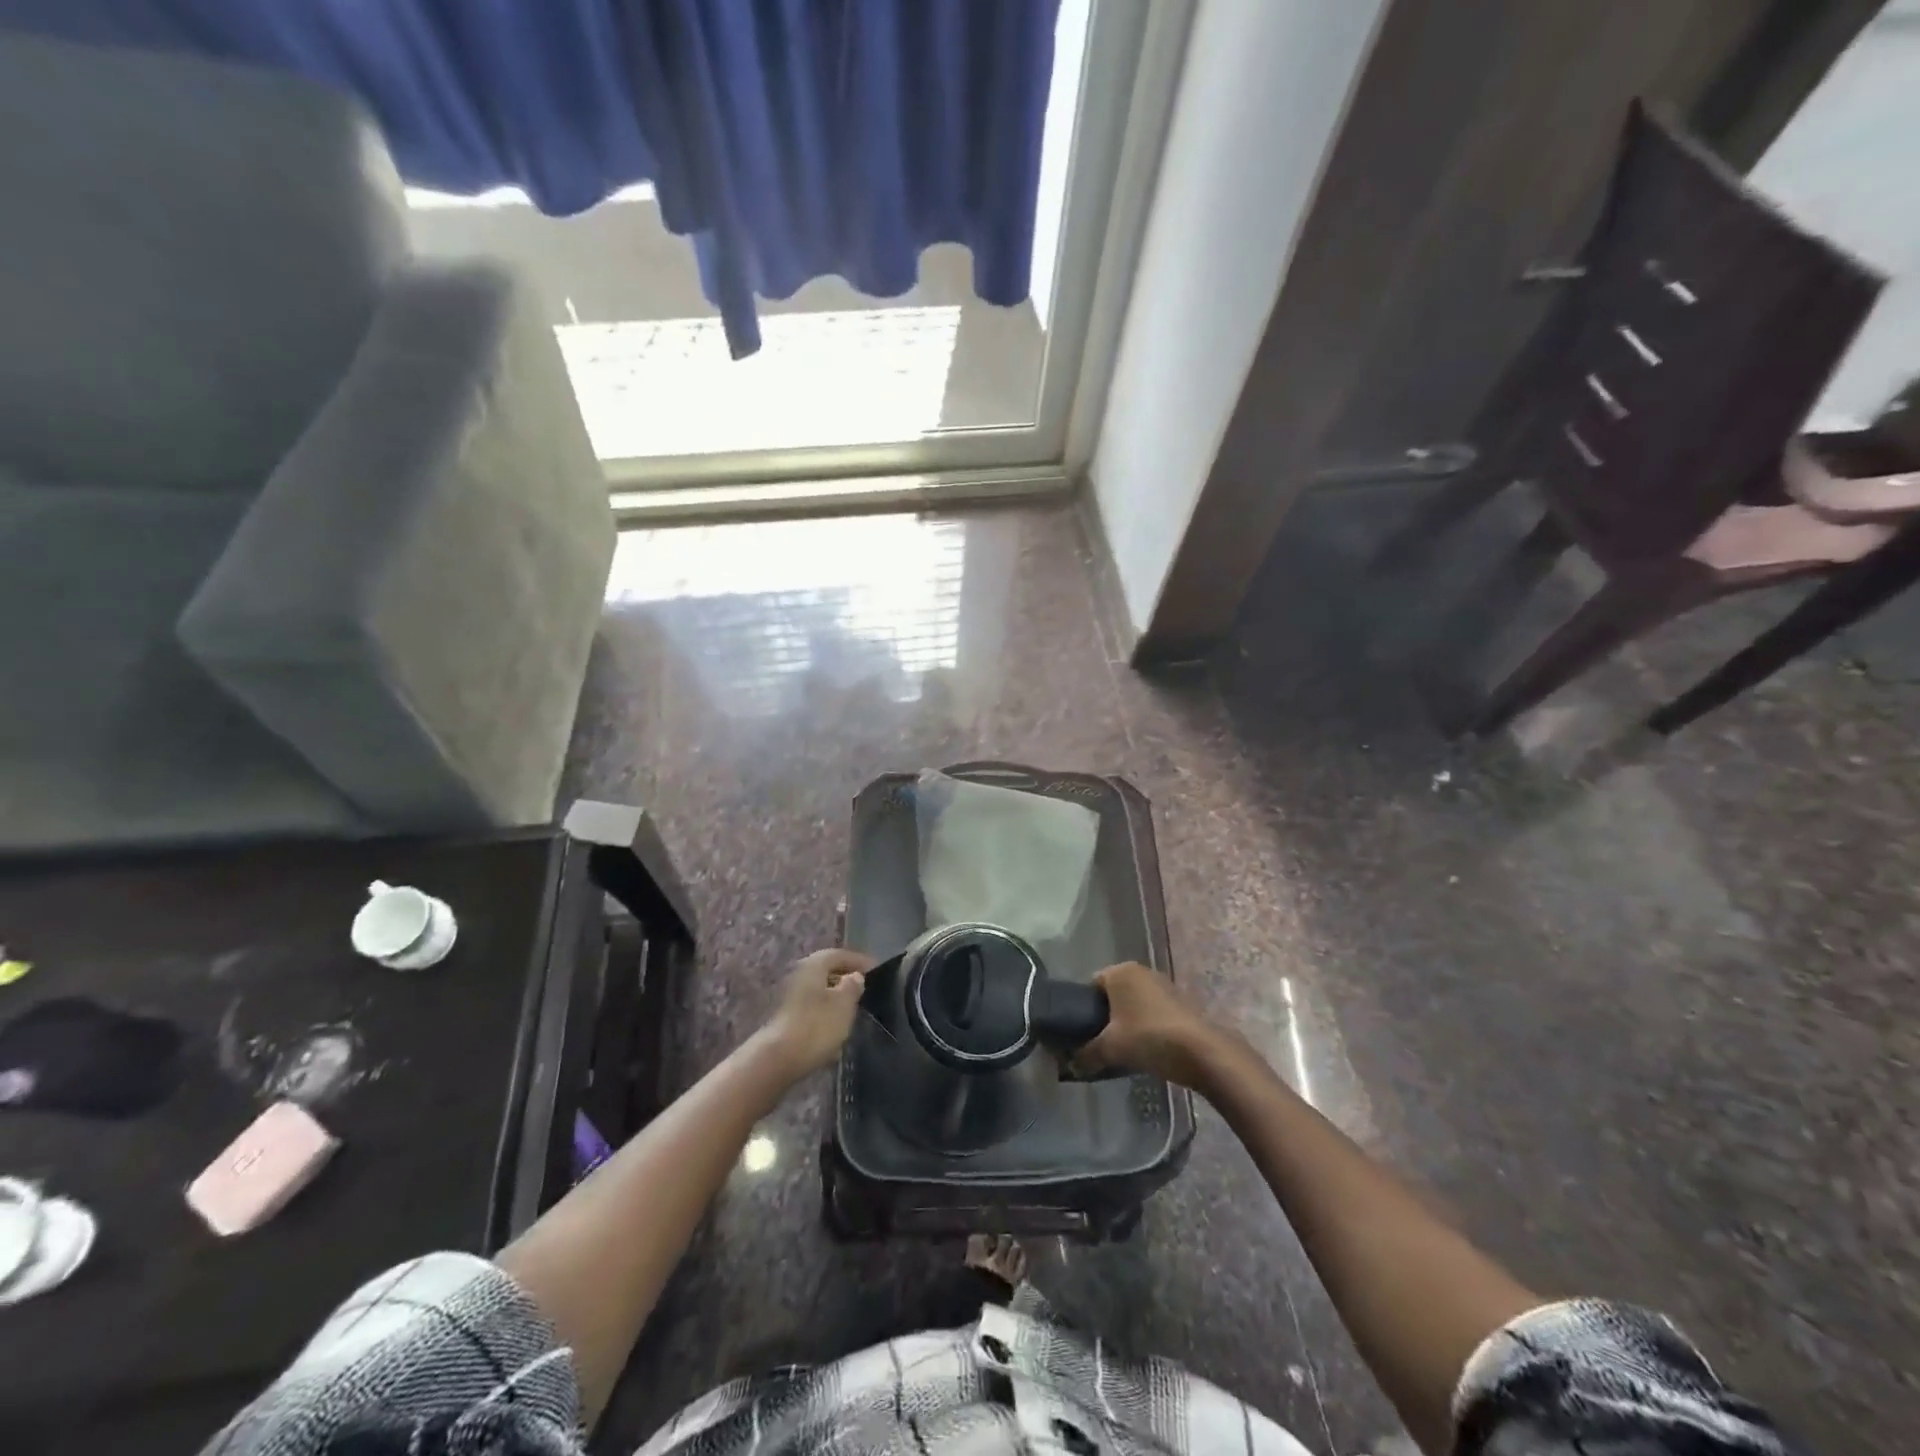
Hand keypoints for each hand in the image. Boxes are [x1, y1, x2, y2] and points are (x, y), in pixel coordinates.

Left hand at [762, 949, 872, 1079]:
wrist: (778, 1060)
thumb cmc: (816, 1026)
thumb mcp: (844, 1004)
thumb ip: (853, 986)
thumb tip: (854, 977)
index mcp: (813, 965)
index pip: (839, 954)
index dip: (859, 961)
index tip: (875, 970)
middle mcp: (798, 975)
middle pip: (827, 972)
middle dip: (846, 979)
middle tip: (865, 989)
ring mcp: (789, 997)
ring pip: (819, 991)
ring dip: (836, 998)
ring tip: (854, 1010)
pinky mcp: (786, 1018)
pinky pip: (812, 1009)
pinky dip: (825, 1014)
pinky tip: (836, 1029)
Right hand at [1071, 961, 1226, 1087]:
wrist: (1203, 1052)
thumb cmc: (1150, 1038)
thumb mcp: (1111, 1048)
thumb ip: (1086, 1054)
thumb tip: (1069, 1065)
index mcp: (1120, 971)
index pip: (1091, 985)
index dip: (1082, 1009)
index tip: (1081, 1033)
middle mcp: (1141, 971)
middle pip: (1112, 994)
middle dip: (1105, 1017)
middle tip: (1098, 1043)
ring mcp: (1163, 985)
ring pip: (1133, 1004)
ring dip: (1126, 1023)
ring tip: (1121, 1049)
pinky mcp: (1179, 1002)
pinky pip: (1151, 1012)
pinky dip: (1145, 1026)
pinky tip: (1145, 1049)